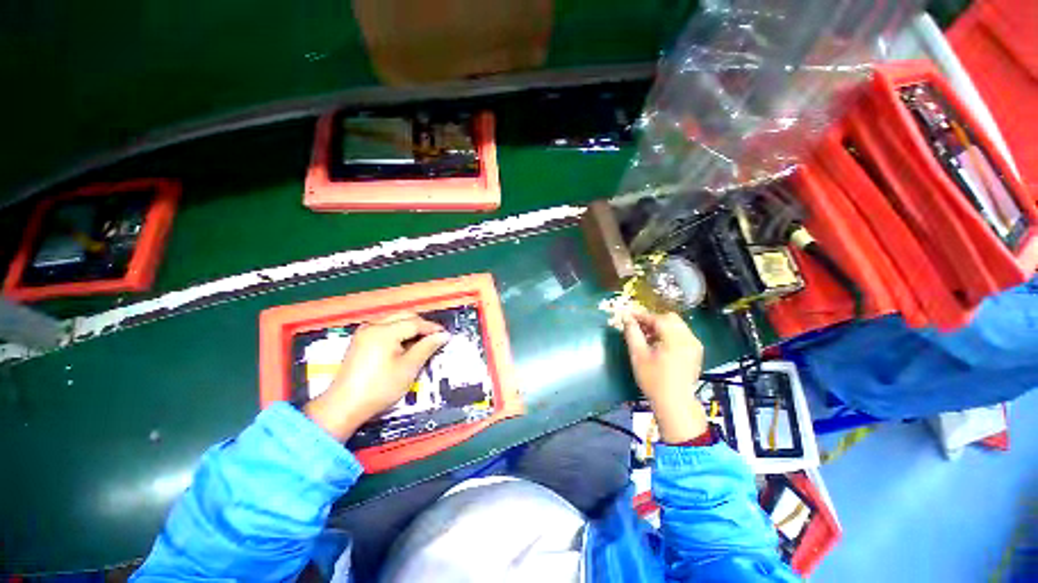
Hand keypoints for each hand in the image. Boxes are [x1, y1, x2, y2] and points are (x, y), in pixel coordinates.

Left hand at [304, 313, 450, 440]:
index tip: (446, 335)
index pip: (414, 323)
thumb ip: (427, 347)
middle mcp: (372, 326)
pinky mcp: (360, 341)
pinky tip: (404, 345)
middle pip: (404, 317)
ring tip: (422, 342)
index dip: (432, 328)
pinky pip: (384, 328)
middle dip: (421, 325)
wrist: (343, 408)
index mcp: (384, 332)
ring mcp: (364, 333)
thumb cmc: (380, 388)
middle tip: (435, 338)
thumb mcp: (408, 368)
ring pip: (394, 321)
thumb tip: (444, 335)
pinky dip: (398, 333)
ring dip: (410, 328)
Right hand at [622, 310, 707, 443]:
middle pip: (670, 319)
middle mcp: (688, 338)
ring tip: (647, 337)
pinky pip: (682, 335)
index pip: (657, 318)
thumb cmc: (653, 379)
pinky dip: (670, 334)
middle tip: (638, 327)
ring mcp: (695, 345)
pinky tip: (659, 345)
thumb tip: (626, 318)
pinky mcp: (696, 353)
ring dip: (661, 327)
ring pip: (677, 326)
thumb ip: (632, 333)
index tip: (628, 316)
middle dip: (653, 320)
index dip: (641, 316)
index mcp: (675, 338)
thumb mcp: (638, 355)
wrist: (675, 403)